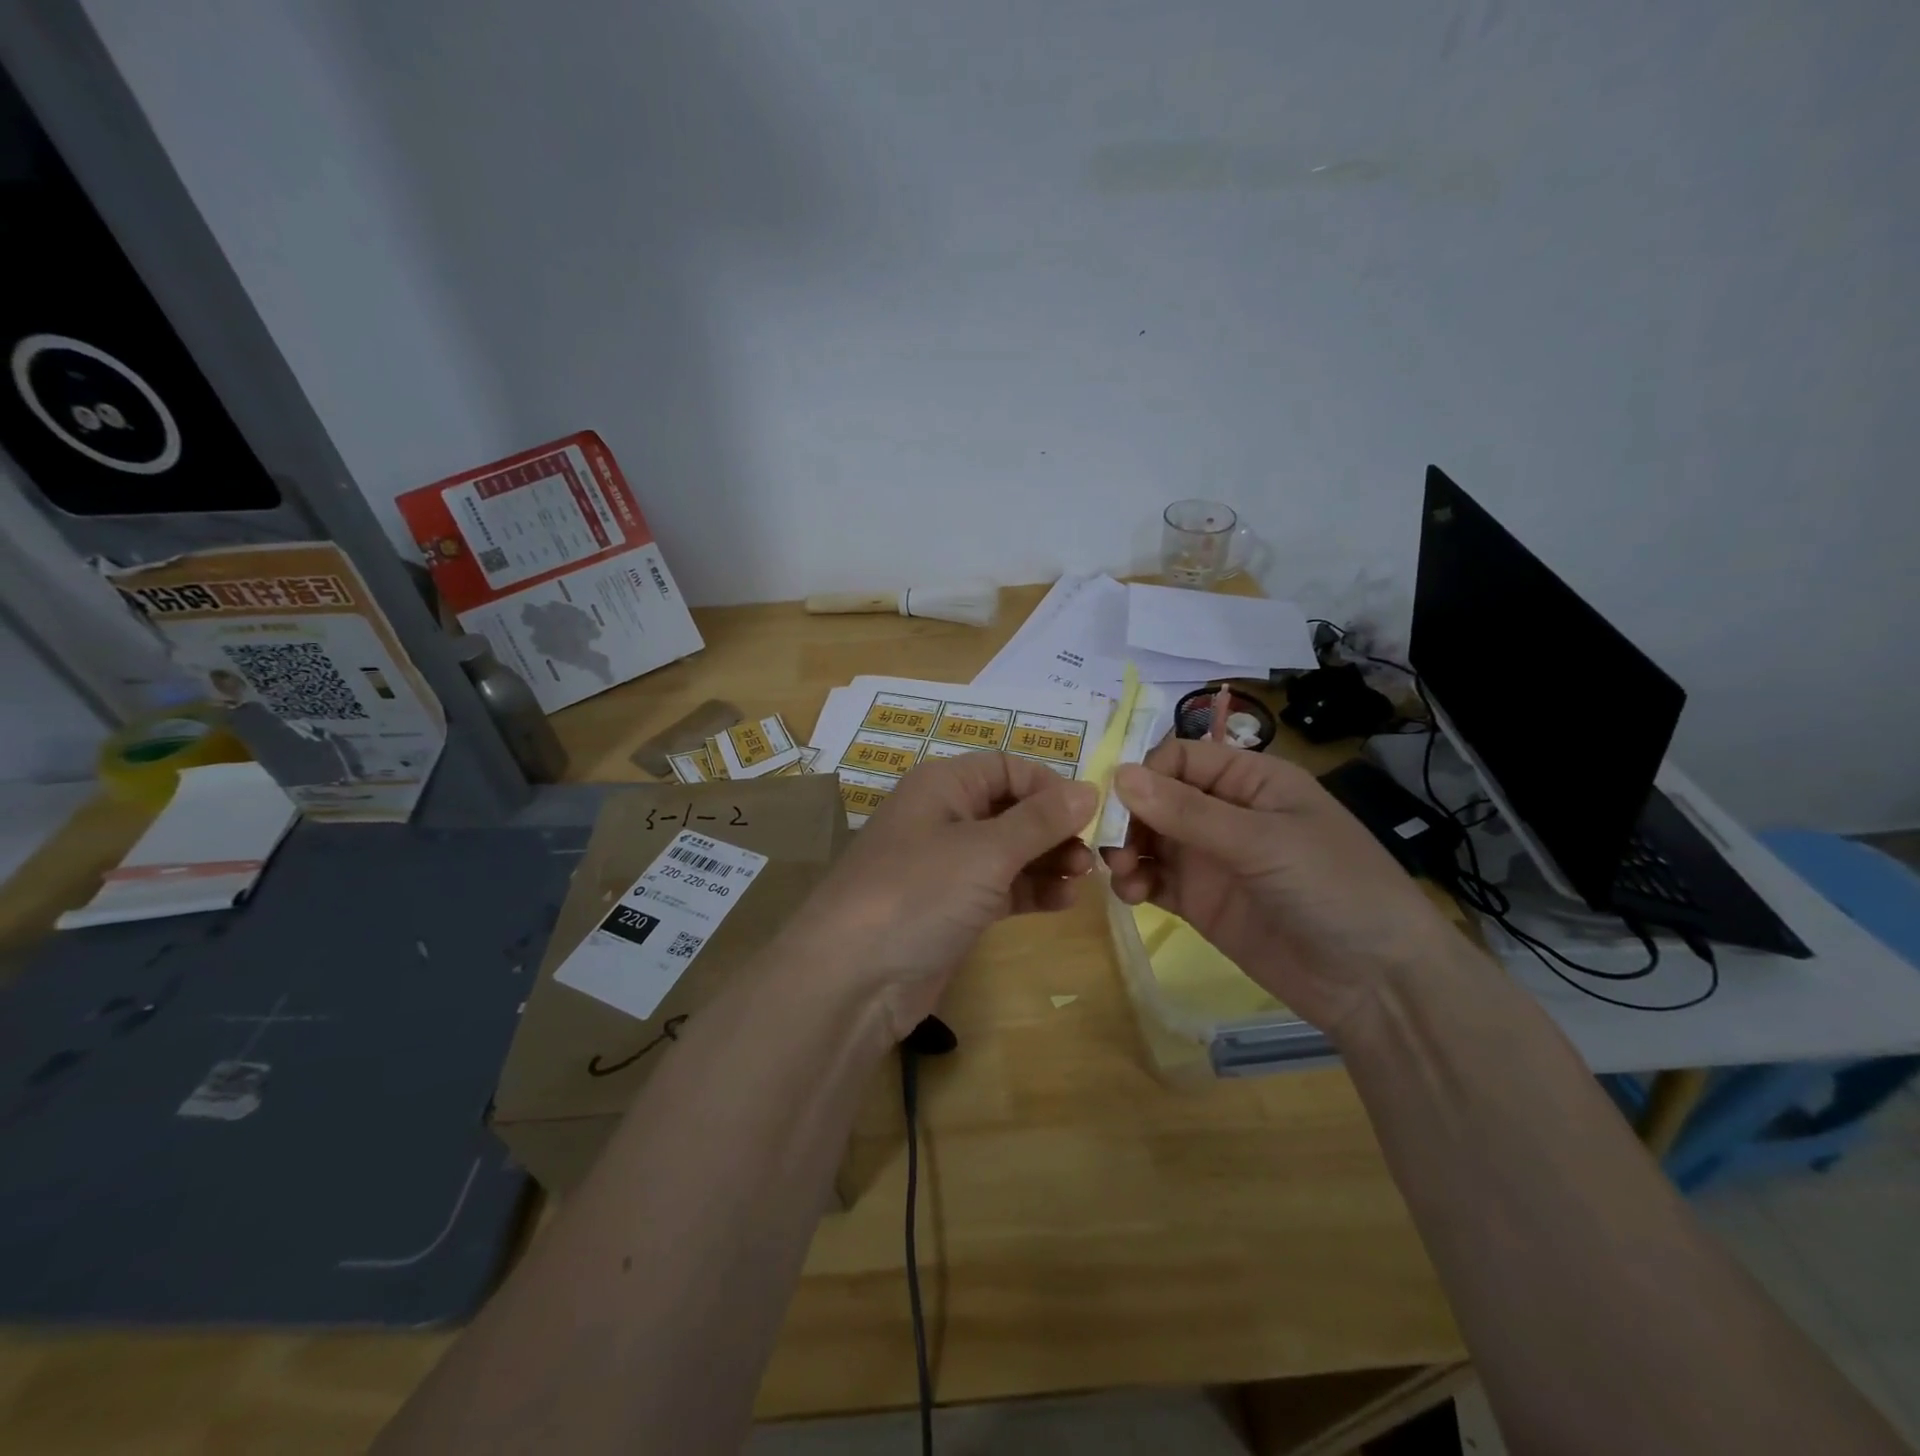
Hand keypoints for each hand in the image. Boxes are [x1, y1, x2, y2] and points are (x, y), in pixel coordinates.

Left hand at [785, 752, 1097, 1039]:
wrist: (852, 979)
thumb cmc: (919, 893)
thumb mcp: (985, 851)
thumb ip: (1040, 820)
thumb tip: (1089, 788)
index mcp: (943, 785)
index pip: (1007, 767)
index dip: (1048, 785)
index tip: (1088, 813)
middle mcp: (943, 817)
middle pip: (1011, 808)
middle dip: (1053, 827)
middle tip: (1091, 855)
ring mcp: (946, 866)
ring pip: (1010, 851)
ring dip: (1048, 860)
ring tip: (1083, 879)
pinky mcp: (952, 908)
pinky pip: (1001, 887)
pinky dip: (1031, 890)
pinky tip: (1063, 902)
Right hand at [1103, 739, 1462, 1040]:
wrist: (1378, 984)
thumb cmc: (1332, 888)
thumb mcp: (1262, 841)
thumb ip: (1188, 811)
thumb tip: (1118, 775)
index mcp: (1251, 780)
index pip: (1181, 758)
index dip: (1146, 773)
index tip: (1118, 802)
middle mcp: (1226, 813)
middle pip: (1157, 798)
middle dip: (1129, 816)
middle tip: (1111, 844)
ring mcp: (1212, 859)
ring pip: (1150, 839)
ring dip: (1126, 849)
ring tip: (1121, 874)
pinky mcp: (1202, 902)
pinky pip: (1155, 880)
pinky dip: (1135, 881)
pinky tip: (1132, 894)